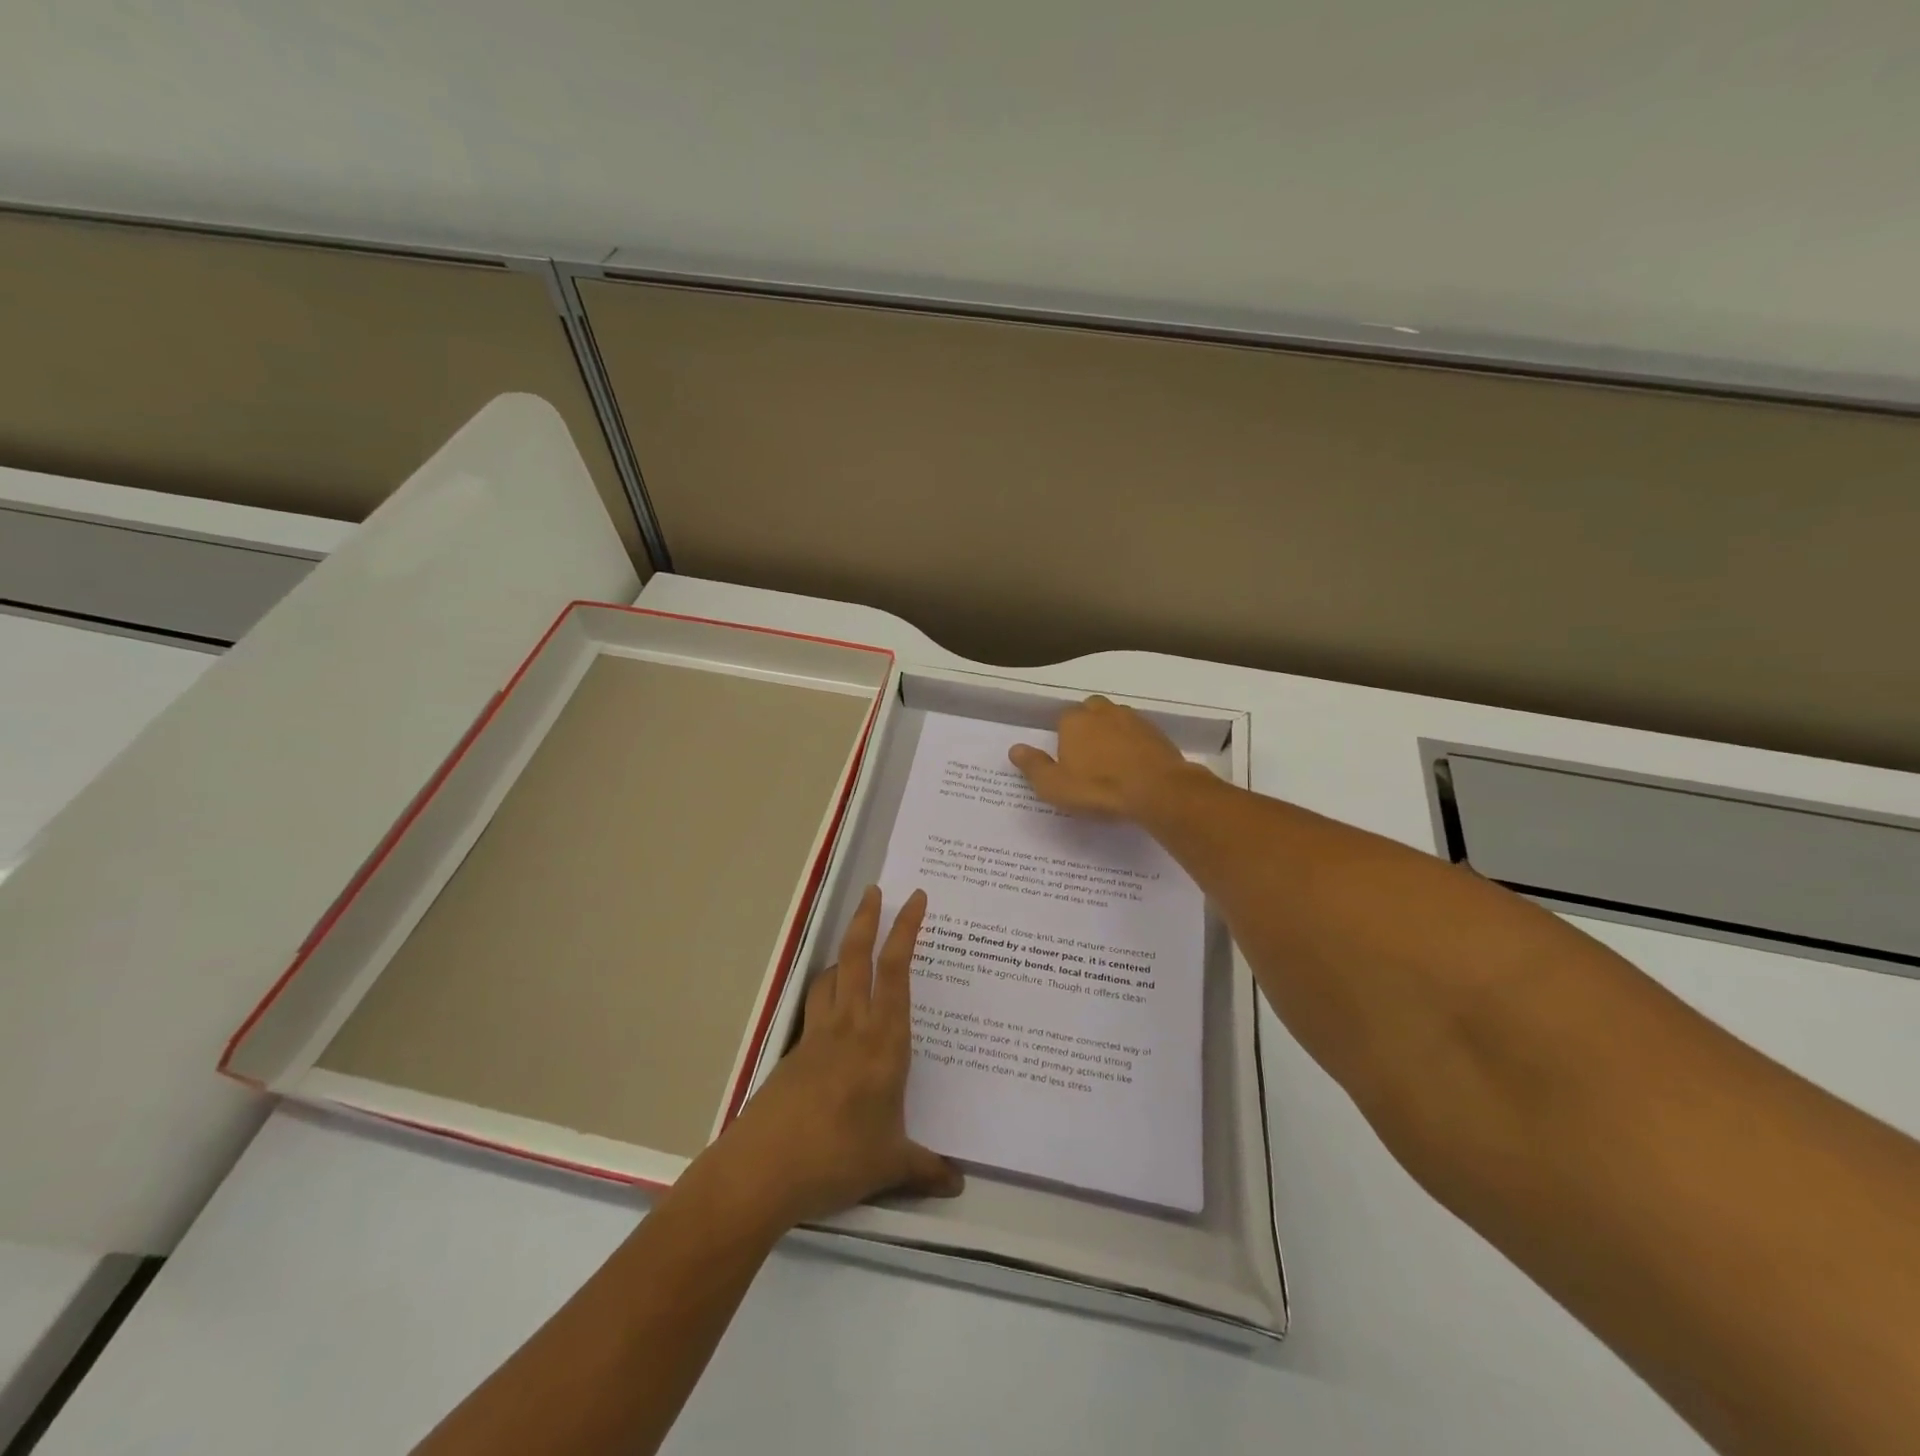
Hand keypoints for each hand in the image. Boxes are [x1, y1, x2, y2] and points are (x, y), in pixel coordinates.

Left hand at [713, 886, 961, 1227]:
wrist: (762, 1170)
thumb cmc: (839, 1157)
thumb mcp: (891, 1165)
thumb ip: (925, 1169)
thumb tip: (958, 1183)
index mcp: (883, 1040)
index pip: (896, 970)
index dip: (905, 930)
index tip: (914, 899)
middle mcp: (851, 1026)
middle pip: (857, 956)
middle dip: (866, 919)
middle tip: (874, 891)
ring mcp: (817, 1036)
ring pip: (831, 977)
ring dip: (844, 955)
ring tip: (856, 949)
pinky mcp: (793, 1053)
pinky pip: (815, 1009)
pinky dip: (827, 995)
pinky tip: (833, 1016)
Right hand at [1009, 695, 1195, 819]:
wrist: (1157, 790)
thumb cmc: (1098, 788)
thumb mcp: (1054, 786)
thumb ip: (1033, 766)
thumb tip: (1015, 748)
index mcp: (1074, 720)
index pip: (1062, 719)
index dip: (1063, 737)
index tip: (1066, 759)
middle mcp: (1103, 712)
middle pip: (1091, 711)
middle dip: (1088, 727)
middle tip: (1088, 756)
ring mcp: (1133, 719)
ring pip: (1116, 719)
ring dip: (1112, 734)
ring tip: (1112, 762)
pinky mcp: (1157, 733)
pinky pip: (1139, 734)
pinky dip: (1134, 745)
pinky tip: (1135, 765)